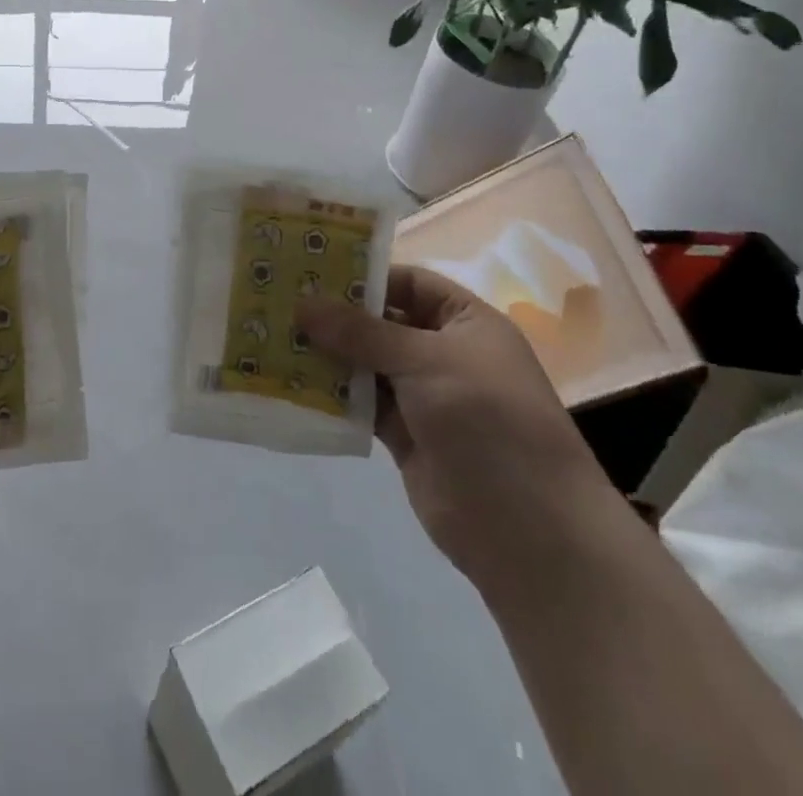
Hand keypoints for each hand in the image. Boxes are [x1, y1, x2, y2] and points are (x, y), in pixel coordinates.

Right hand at [299, 265, 618, 578]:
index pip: (410, 283)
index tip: (312, 271)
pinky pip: (361, 403)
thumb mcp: (426, 361)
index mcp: (466, 323)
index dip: (366, 275)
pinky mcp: (404, 435)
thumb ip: (361, 332)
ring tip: (275, 337)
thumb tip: (302, 303)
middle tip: (280, 301)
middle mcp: (444, 352)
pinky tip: (291, 382)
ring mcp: (423, 396)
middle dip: (336, 315)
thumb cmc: (488, 420)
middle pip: (382, 323)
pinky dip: (333, 394)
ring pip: (366, 364)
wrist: (528, 531)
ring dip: (328, 354)